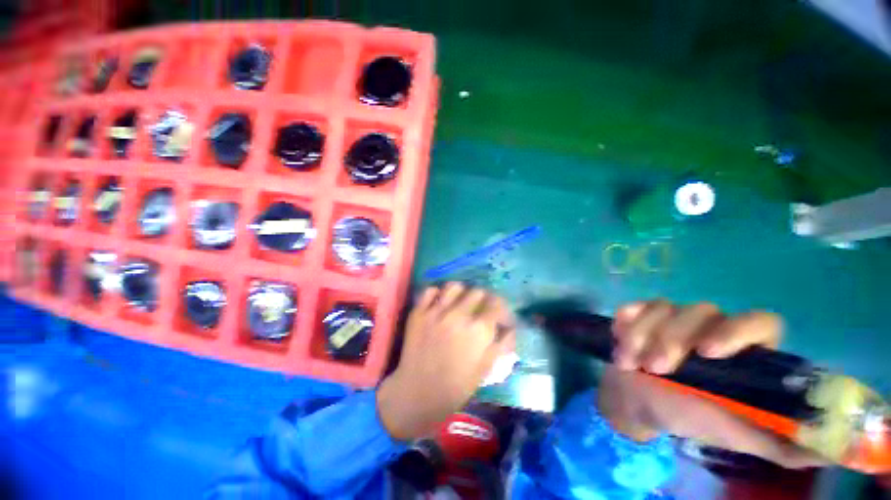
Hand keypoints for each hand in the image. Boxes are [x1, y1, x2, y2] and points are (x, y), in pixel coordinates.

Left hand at [376, 283, 514, 440]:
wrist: (418, 393)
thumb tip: (510, 326)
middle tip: (480, 310)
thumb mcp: (486, 368)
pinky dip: (438, 294)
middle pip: (478, 291)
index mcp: (479, 329)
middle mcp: (459, 314)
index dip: (501, 307)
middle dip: (483, 300)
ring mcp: (436, 311)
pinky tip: (440, 304)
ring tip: (460, 303)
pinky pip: (431, 290)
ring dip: (462, 292)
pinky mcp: (419, 312)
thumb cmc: (456, 386)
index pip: (497, 303)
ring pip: (455, 286)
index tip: (498, 314)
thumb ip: (501, 343)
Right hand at [598, 300, 827, 468]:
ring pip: (663, 308)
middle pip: (701, 311)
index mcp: (743, 351)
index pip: (761, 321)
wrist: (638, 402)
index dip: (738, 331)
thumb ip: (781, 442)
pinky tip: (621, 341)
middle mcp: (712, 326)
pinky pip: (635, 307)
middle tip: (655, 369)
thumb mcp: (736, 435)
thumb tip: (833, 448)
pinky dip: (625, 324)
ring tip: (631, 363)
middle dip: (672, 339)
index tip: (708, 353)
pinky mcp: (642, 314)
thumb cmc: (689, 418)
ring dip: (642, 336)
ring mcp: (674, 317)